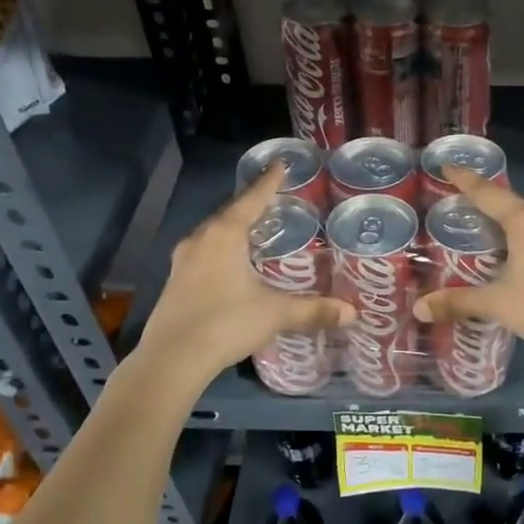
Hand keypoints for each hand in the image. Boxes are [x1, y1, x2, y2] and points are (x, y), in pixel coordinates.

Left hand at [137, 164, 352, 380]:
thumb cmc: (225, 323)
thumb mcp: (275, 314)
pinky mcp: (175, 281)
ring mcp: (183, 261)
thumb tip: (352, 313)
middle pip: (230, 213)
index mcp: (224, 235)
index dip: (269, 182)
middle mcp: (200, 240)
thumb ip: (313, 309)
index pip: (252, 199)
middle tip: (274, 200)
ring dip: (234, 229)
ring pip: (214, 234)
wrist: (171, 360)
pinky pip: (204, 253)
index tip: (280, 164)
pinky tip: (234, 264)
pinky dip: (223, 250)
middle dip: (252, 205)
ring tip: (256, 230)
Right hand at [412, 167, 523, 381]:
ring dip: (519, 232)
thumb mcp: (496, 304)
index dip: (467, 181)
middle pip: (516, 209)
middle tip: (473, 217)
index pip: (489, 194)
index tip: (450, 167)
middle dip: (494, 212)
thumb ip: (458, 302)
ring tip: (501, 245)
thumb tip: (420, 308)